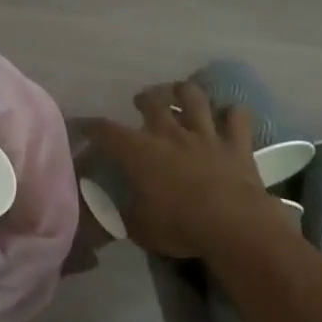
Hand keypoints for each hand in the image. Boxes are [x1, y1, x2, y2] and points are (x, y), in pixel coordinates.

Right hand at [86, 82, 273, 258]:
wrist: (234, 227)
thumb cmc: (180, 226)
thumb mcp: (139, 228)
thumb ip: (123, 215)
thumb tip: (111, 213)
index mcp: (140, 152)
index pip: (106, 131)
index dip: (91, 126)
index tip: (83, 125)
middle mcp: (170, 134)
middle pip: (153, 102)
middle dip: (144, 99)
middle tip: (141, 102)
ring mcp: (206, 135)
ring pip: (194, 98)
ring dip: (185, 93)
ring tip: (181, 94)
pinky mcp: (237, 145)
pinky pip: (238, 117)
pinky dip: (232, 113)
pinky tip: (229, 115)